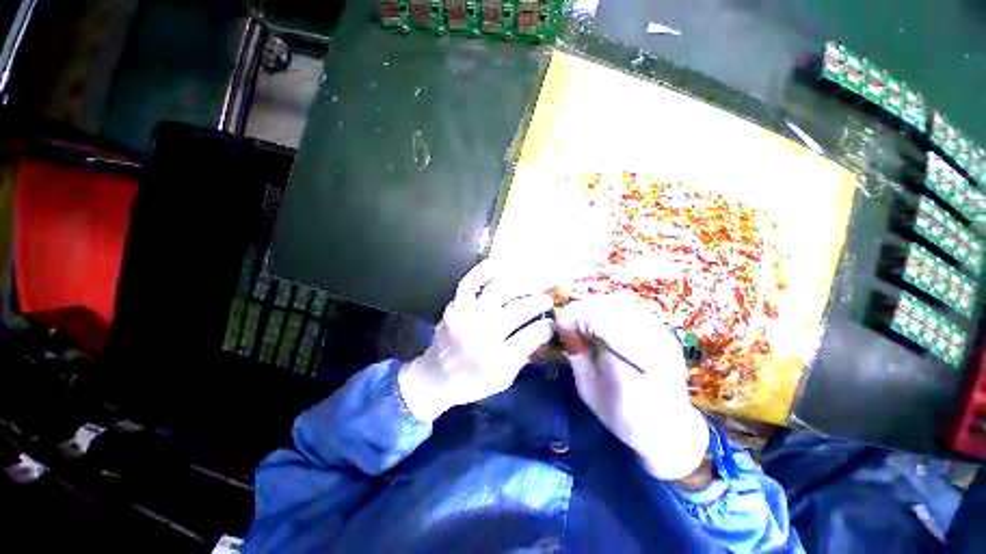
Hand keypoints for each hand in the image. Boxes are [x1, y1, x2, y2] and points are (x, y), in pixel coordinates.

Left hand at [398, 261, 553, 421]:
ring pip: (499, 291)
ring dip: (522, 284)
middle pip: (517, 311)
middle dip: (538, 302)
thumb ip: (523, 357)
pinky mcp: (456, 305)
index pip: (529, 337)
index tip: (552, 322)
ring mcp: (467, 315)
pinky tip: (501, 263)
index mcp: (495, 359)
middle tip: (548, 300)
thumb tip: (543, 333)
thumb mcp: (502, 379)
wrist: (434, 376)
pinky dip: (485, 269)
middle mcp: (482, 334)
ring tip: (534, 281)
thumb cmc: (471, 382)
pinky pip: (471, 282)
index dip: (545, 327)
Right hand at [556, 295, 709, 480]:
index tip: (560, 326)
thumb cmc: (623, 416)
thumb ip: (576, 354)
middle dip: (582, 309)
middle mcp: (648, 338)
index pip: (596, 317)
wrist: (670, 431)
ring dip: (596, 307)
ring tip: (586, 323)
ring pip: (621, 300)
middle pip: (608, 304)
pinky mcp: (664, 331)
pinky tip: (605, 325)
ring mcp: (660, 332)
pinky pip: (632, 307)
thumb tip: (565, 329)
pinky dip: (612, 310)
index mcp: (629, 358)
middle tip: (570, 324)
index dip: (572, 316)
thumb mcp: (588, 388)